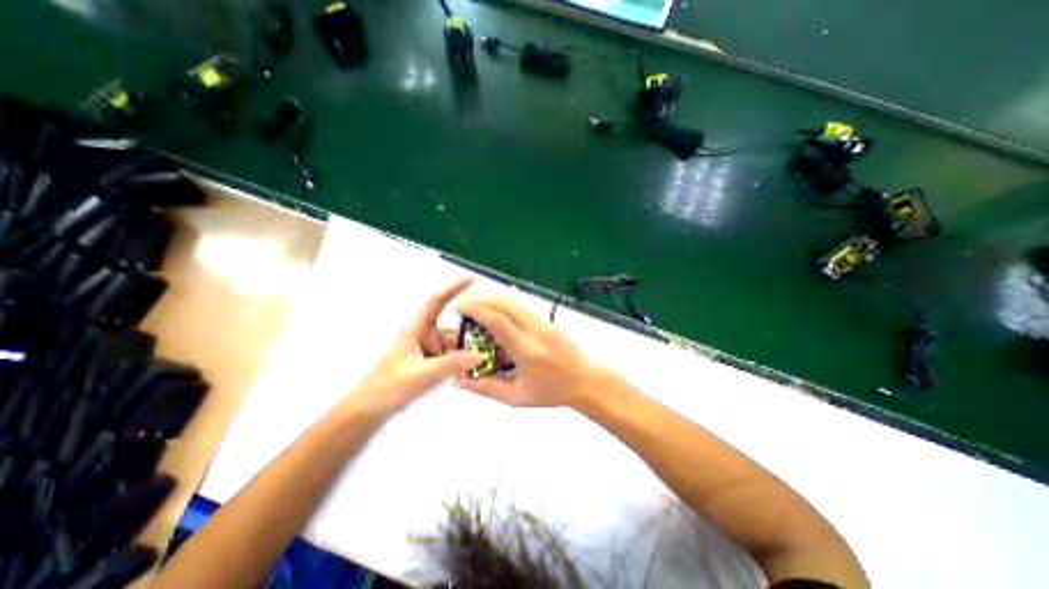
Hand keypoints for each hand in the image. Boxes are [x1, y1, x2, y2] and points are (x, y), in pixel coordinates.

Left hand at [353, 279, 480, 413]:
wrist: (368, 413)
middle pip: (453, 329)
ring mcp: (428, 352)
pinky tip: (479, 368)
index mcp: (416, 330)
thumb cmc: (387, 389)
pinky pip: (452, 358)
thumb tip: (479, 355)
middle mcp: (424, 337)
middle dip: (473, 333)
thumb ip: (448, 365)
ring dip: (470, 351)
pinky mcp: (430, 365)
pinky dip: (464, 362)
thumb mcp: (419, 376)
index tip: (471, 280)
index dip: (453, 289)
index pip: (436, 302)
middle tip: (497, 337)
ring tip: (493, 356)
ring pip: (455, 345)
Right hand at [455, 293, 601, 404]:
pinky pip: (521, 308)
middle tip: (463, 303)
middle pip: (505, 304)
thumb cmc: (551, 392)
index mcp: (527, 351)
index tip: (460, 305)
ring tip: (475, 306)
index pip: (499, 322)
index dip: (477, 310)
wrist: (585, 380)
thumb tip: (457, 381)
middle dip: (481, 299)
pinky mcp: (547, 321)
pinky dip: (504, 305)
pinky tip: (495, 313)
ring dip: (492, 299)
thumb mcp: (516, 397)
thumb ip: (486, 388)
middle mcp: (535, 331)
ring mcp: (543, 323)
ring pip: (514, 303)